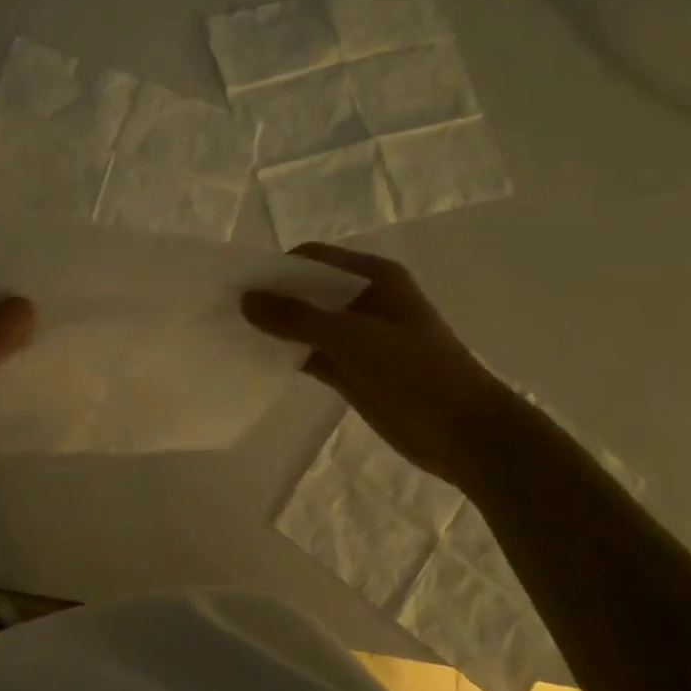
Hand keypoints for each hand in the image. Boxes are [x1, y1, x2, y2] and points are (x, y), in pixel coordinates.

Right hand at [241, 243, 517, 488]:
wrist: (463, 432)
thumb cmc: (414, 371)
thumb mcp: (352, 338)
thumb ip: (296, 318)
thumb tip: (245, 299)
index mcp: (375, 277)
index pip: (314, 258)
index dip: (277, 267)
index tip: (239, 283)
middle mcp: (364, 300)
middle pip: (308, 290)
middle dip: (272, 298)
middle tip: (227, 309)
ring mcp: (359, 337)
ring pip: (307, 324)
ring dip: (277, 328)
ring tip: (232, 334)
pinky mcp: (353, 369)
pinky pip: (312, 354)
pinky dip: (287, 356)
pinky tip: (256, 361)